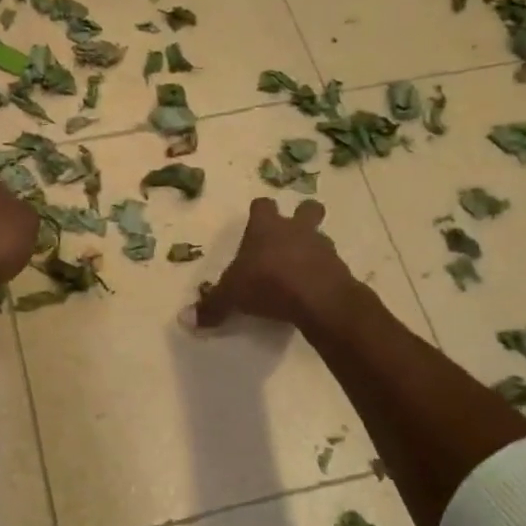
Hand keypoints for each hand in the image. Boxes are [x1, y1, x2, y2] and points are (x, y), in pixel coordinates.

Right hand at [196, 197, 357, 329]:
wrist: (318, 298)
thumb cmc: (268, 284)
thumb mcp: (232, 296)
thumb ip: (212, 306)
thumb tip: (186, 319)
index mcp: (266, 227)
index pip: (262, 206)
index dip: (260, 213)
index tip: (256, 224)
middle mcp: (296, 230)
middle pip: (306, 209)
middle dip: (302, 217)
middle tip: (291, 236)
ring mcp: (322, 246)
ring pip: (320, 237)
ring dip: (312, 249)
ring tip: (301, 270)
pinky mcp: (340, 268)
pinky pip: (331, 266)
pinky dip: (323, 275)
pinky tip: (312, 291)